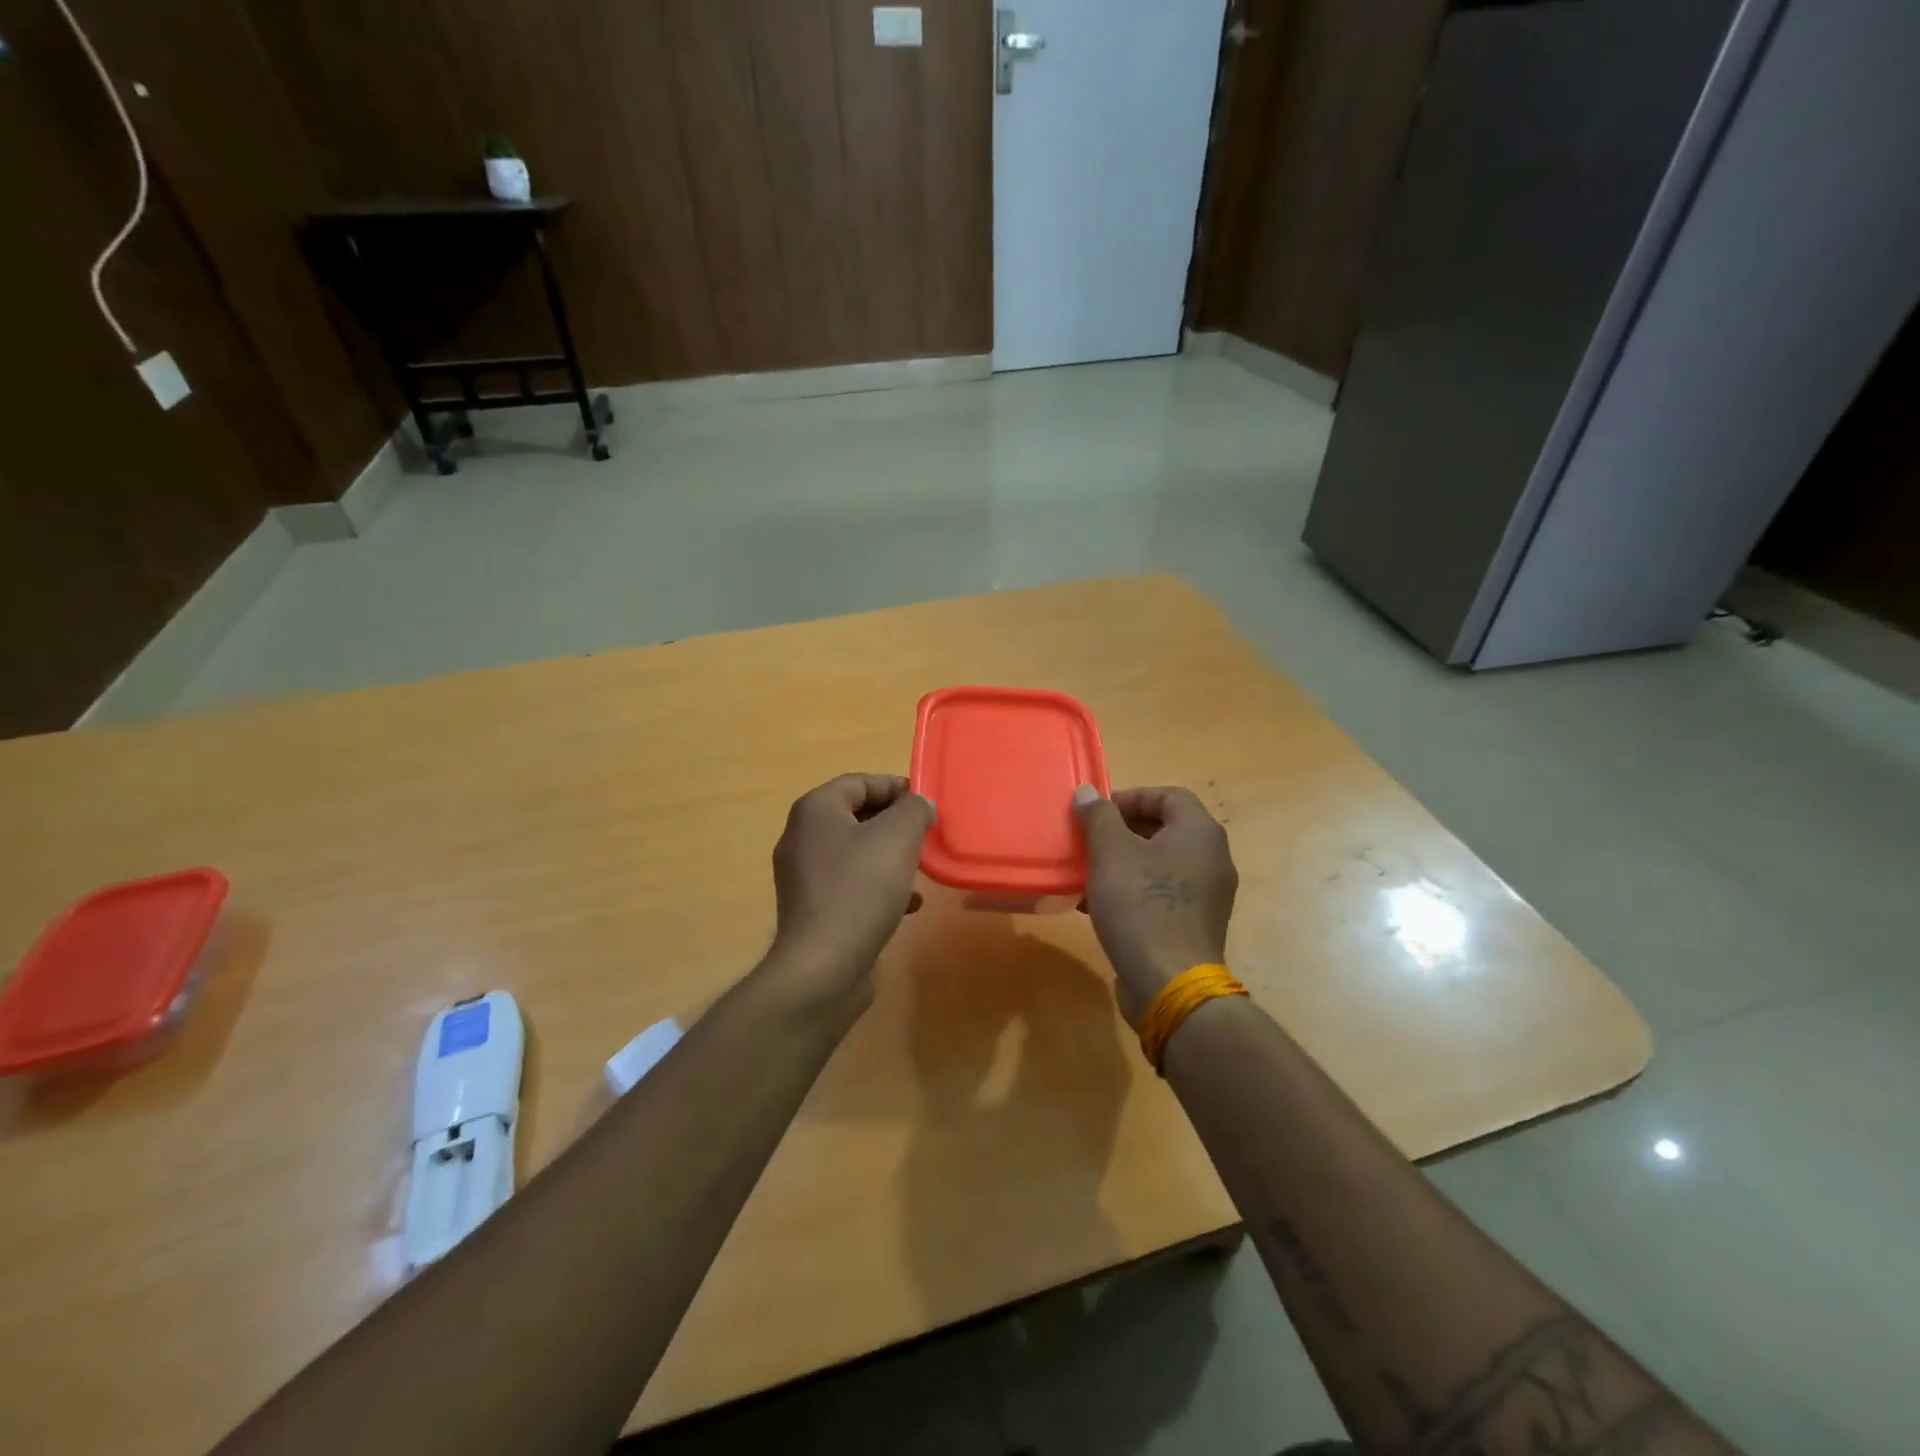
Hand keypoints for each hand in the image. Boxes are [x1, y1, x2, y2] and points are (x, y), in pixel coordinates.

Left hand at [767, 774, 935, 1003]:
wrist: (823, 967)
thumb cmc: (860, 890)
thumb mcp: (898, 838)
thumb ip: (913, 810)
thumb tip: (919, 804)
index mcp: (815, 810)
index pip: (859, 782)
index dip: (895, 787)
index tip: (926, 804)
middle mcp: (802, 837)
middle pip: (856, 815)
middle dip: (894, 823)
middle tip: (926, 834)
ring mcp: (803, 875)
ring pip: (856, 852)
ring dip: (889, 856)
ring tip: (919, 869)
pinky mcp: (812, 909)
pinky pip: (850, 884)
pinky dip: (878, 886)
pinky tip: (908, 905)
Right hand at [1073, 785, 1238, 1025]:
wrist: (1169, 983)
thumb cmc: (1141, 905)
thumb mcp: (1110, 852)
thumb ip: (1098, 816)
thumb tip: (1088, 792)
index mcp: (1200, 833)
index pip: (1169, 795)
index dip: (1130, 797)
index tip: (1097, 813)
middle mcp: (1213, 858)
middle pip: (1165, 828)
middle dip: (1122, 830)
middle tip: (1089, 840)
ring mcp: (1208, 894)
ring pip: (1161, 863)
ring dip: (1124, 862)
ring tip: (1088, 873)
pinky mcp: (1195, 924)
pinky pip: (1163, 892)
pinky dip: (1134, 889)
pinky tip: (1099, 905)